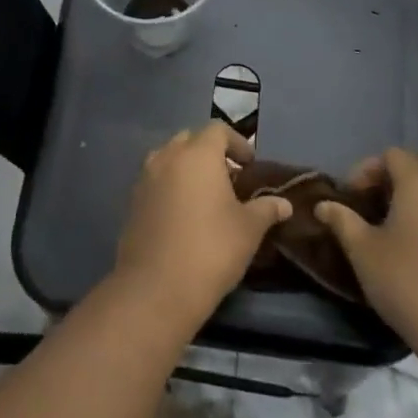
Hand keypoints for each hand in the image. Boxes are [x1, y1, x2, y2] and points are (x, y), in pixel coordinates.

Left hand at [114, 123, 290, 326]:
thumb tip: (284, 204)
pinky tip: (184, 214)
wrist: (156, 287)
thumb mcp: (249, 229)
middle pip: (190, 140)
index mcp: (197, 154)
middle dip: (211, 152)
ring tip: (206, 195)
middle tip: (230, 178)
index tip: (250, 164)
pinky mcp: (132, 202)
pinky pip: (155, 181)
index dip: (237, 142)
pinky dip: (171, 186)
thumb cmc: (211, 249)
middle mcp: (167, 157)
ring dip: (188, 168)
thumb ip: (266, 209)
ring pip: (169, 158)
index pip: (218, 130)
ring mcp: (145, 178)